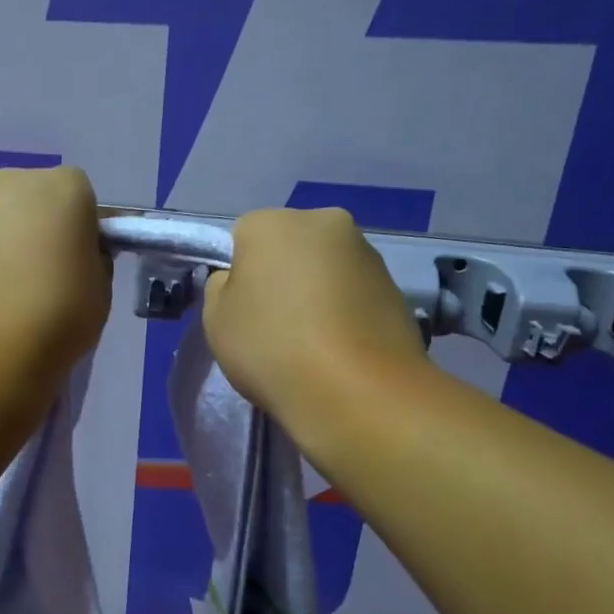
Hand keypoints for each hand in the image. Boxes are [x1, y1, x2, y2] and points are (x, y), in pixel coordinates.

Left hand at [0, 167, 111, 375]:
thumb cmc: (60, 311)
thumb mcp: (101, 287)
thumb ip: (92, 259)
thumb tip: (75, 255)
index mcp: (63, 187)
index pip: (82, 196)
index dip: (84, 228)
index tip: (83, 261)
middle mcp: (13, 185)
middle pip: (34, 199)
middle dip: (41, 227)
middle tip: (49, 275)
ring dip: (7, 245)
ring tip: (14, 296)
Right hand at [203, 208, 426, 421]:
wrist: (356, 390)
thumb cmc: (271, 346)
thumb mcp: (216, 319)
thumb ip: (223, 288)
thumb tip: (243, 282)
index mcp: (272, 222)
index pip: (243, 237)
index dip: (239, 274)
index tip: (242, 310)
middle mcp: (324, 222)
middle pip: (291, 245)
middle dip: (283, 275)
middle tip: (276, 324)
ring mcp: (367, 253)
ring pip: (326, 268)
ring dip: (317, 293)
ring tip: (312, 342)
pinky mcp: (397, 286)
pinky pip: (355, 294)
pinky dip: (346, 313)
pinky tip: (340, 349)